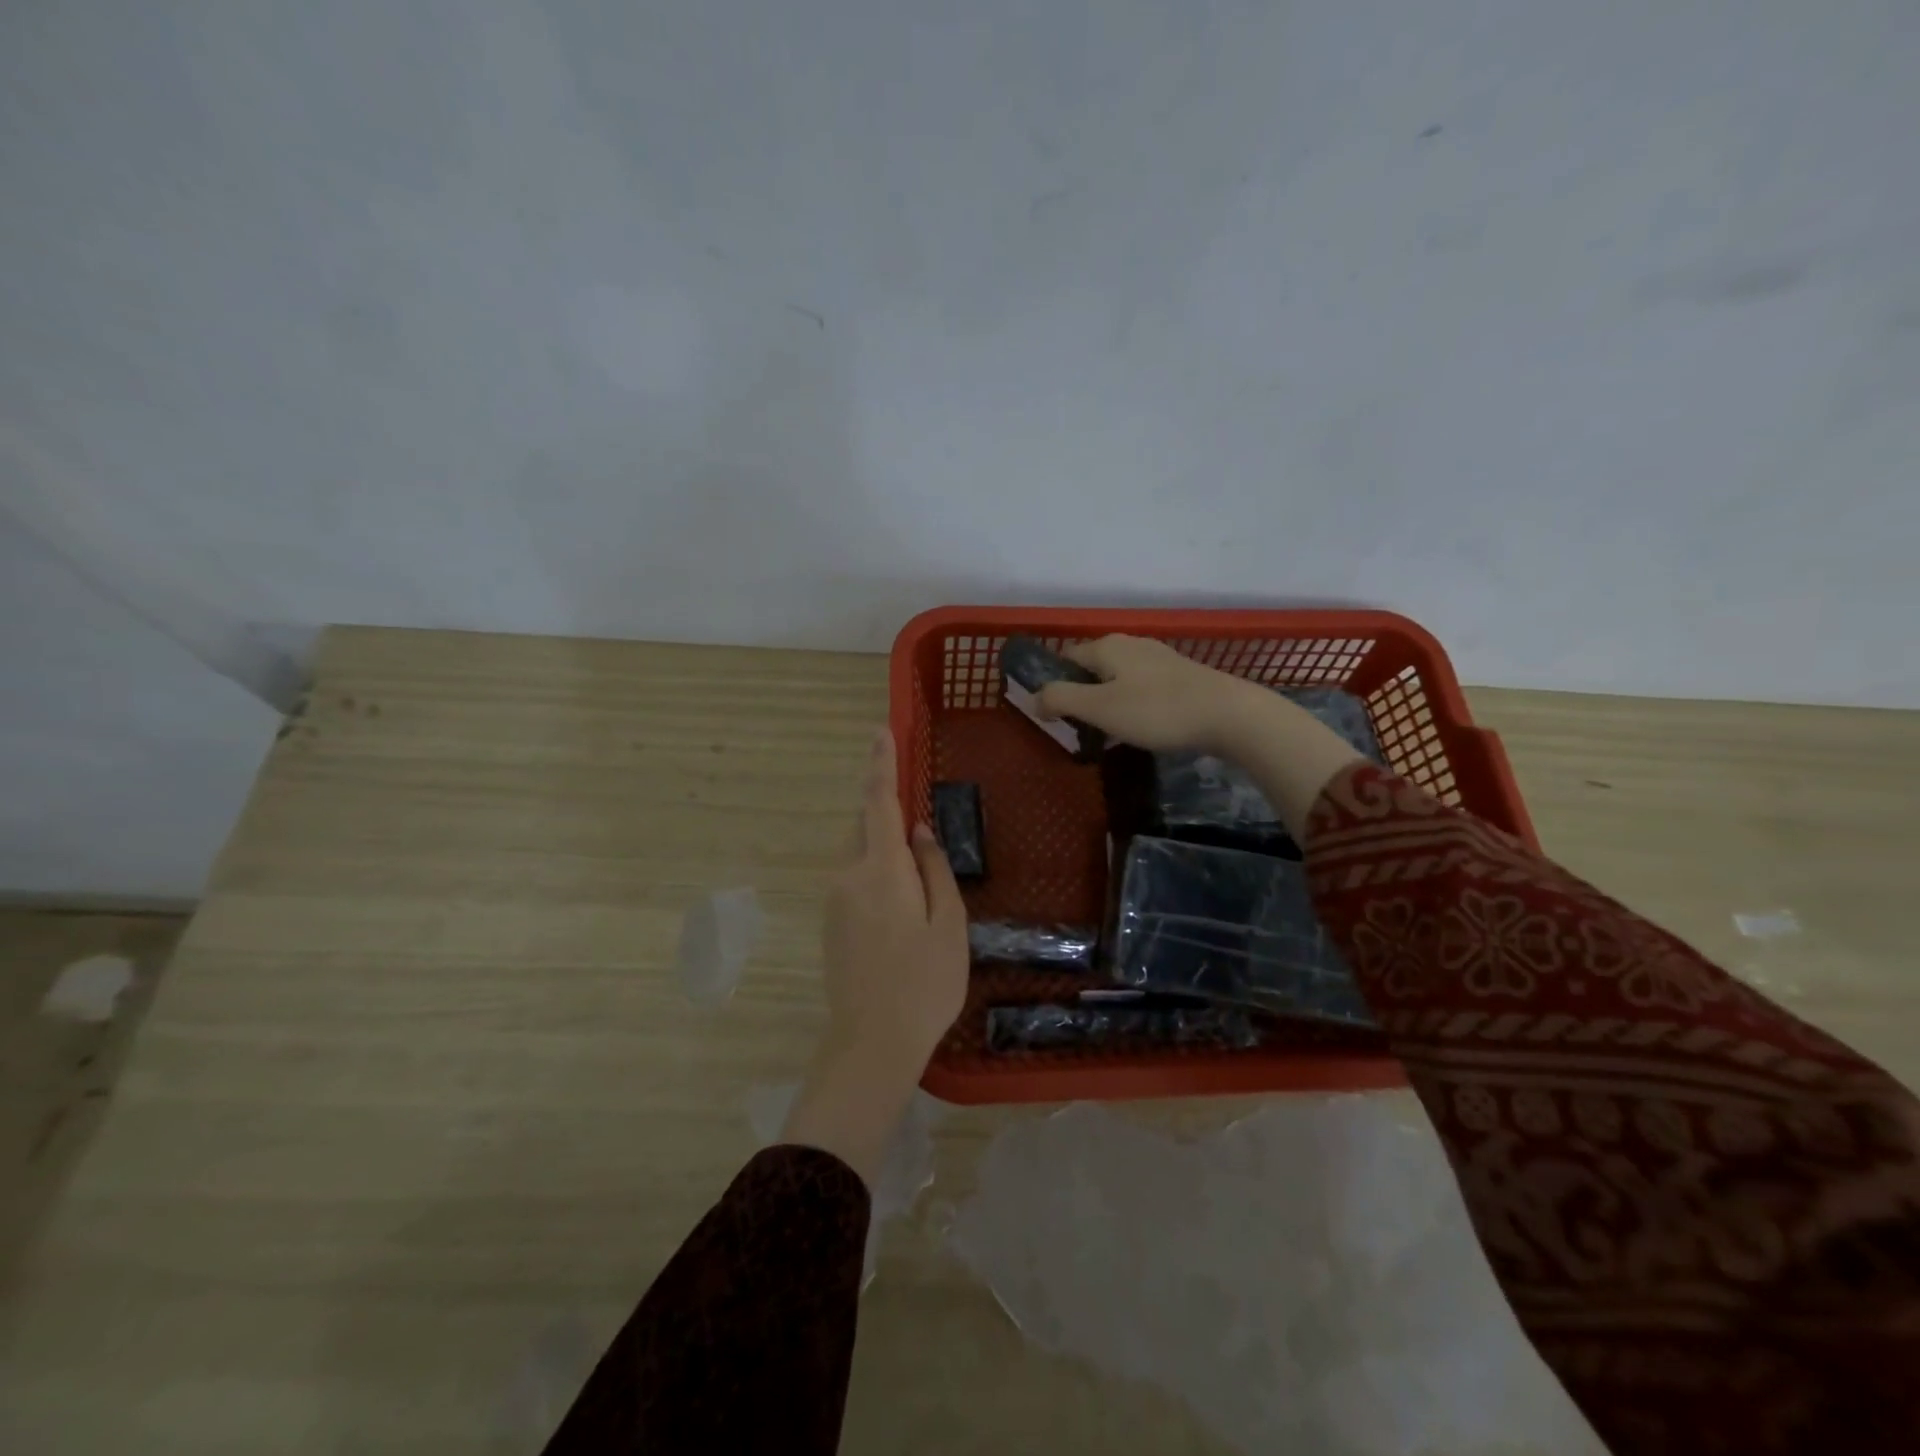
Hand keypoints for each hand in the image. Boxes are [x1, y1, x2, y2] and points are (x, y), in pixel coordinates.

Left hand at [782, 728, 967, 1186]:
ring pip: (859, 853)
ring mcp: (835, 900)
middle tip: (918, 826)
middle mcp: (848, 875)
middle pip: (865, 826)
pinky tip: (900, 904)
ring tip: (917, 874)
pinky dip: (876, 871)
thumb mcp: (948, 923)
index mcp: (881, 869)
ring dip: (882, 846)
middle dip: (886, 811)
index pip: (878, 802)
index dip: (881, 763)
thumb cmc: (924, 983)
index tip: (881, 730)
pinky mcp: (831, 923)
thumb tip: (918, 829)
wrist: (871, 1043)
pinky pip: (854, 878)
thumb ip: (934, 868)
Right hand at [1037, 634, 1365, 841]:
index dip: (1054, 685)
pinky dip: (1132, 705)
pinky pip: (1142, 688)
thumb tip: (1034, 699)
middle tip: (1080, 729)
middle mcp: (1132, 644)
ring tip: (1108, 733)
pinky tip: (1141, 728)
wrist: (1229, 715)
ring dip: (1107, 703)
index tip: (1054, 718)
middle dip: (1081, 695)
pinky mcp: (1181, 676)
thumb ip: (1060, 699)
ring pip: (1118, 678)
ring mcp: (1159, 658)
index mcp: (1108, 646)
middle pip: (1092, 668)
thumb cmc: (1157, 710)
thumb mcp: (1099, 708)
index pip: (1066, 658)